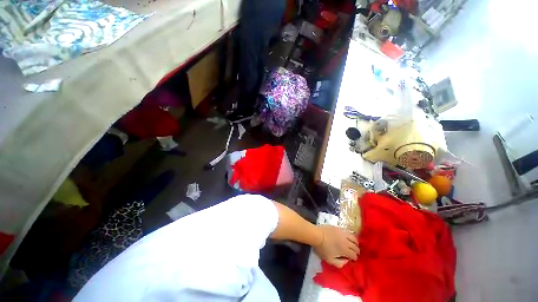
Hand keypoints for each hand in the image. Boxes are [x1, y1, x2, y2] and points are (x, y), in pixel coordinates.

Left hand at [313, 225, 358, 267]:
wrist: (317, 234)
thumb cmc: (322, 248)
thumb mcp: (330, 260)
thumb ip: (340, 263)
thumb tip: (347, 261)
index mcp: (345, 250)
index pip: (354, 255)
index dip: (354, 259)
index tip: (352, 260)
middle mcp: (346, 241)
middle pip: (356, 247)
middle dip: (357, 251)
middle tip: (354, 253)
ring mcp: (343, 233)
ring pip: (354, 238)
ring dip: (356, 243)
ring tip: (354, 245)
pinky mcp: (339, 228)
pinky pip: (349, 232)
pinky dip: (351, 236)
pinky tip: (349, 238)